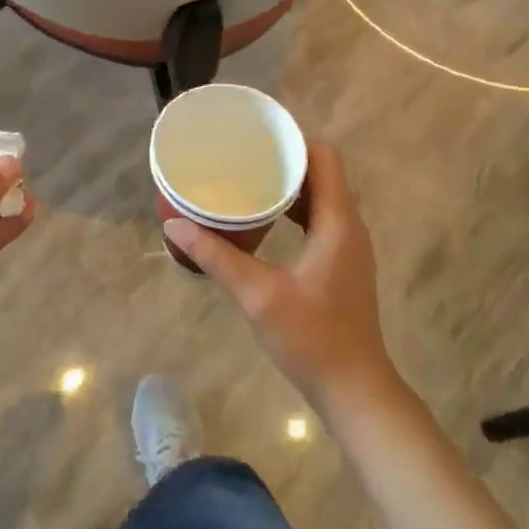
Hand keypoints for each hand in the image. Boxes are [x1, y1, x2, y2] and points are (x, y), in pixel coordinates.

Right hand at [164, 144, 405, 422]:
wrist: (355, 390)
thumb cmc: (311, 338)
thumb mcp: (258, 295)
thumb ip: (217, 256)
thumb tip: (173, 227)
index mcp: (338, 222)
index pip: (325, 158)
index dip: (294, 140)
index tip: (257, 138)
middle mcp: (349, 226)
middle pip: (322, 174)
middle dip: (285, 161)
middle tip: (243, 157)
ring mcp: (349, 247)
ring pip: (322, 198)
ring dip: (290, 187)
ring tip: (248, 181)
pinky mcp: (342, 264)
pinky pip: (321, 220)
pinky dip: (295, 211)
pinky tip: (265, 221)